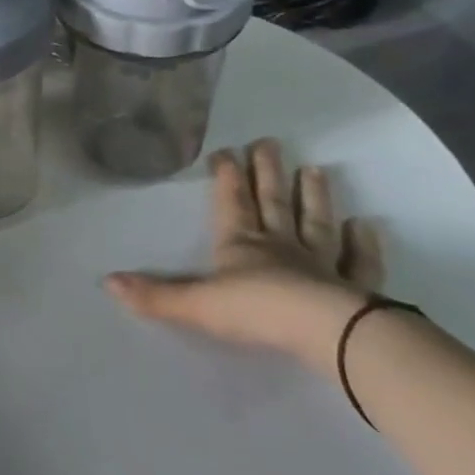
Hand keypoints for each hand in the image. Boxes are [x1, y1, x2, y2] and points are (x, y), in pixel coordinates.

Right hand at [104, 139, 384, 371]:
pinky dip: (362, 243)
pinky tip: (366, 225)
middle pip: (272, 202)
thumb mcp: (195, 305)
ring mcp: (321, 264)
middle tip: (269, 141)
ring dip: (313, 196)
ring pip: (315, 222)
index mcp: (241, 244)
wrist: (327, 333)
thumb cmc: (256, 311)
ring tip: (314, 169)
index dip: (226, 176)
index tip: (224, 150)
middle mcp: (280, 246)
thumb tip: (107, 282)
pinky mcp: (355, 288)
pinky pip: (359, 262)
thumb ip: (155, 295)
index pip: (231, 202)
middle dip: (267, 172)